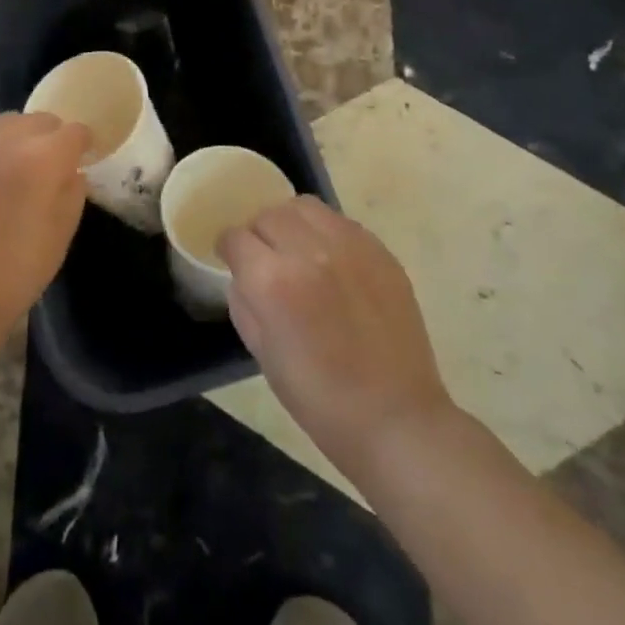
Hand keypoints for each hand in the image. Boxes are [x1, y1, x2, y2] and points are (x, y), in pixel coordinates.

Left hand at [0, 112, 91, 338]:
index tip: (84, 158)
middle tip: (49, 167)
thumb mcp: (63, 231)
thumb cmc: (17, 269)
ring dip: (18, 139)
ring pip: (4, 124)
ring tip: (14, 170)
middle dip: (50, 138)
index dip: (84, 144)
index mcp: (43, 156)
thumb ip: (73, 189)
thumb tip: (70, 170)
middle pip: (39, 120)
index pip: (74, 132)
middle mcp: (6, 139)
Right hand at [219, 198, 451, 483]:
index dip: (229, 249)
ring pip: (304, 207)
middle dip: (259, 234)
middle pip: (268, 214)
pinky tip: (332, 262)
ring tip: (298, 250)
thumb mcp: (261, 352)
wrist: (395, 418)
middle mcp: (310, 250)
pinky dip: (326, 233)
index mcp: (273, 280)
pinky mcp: (379, 250)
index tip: (233, 260)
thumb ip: (244, 300)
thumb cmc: (318, 398)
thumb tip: (243, 273)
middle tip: (266, 260)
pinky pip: (340, 221)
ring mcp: (350, 245)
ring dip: (292, 223)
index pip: (236, 237)